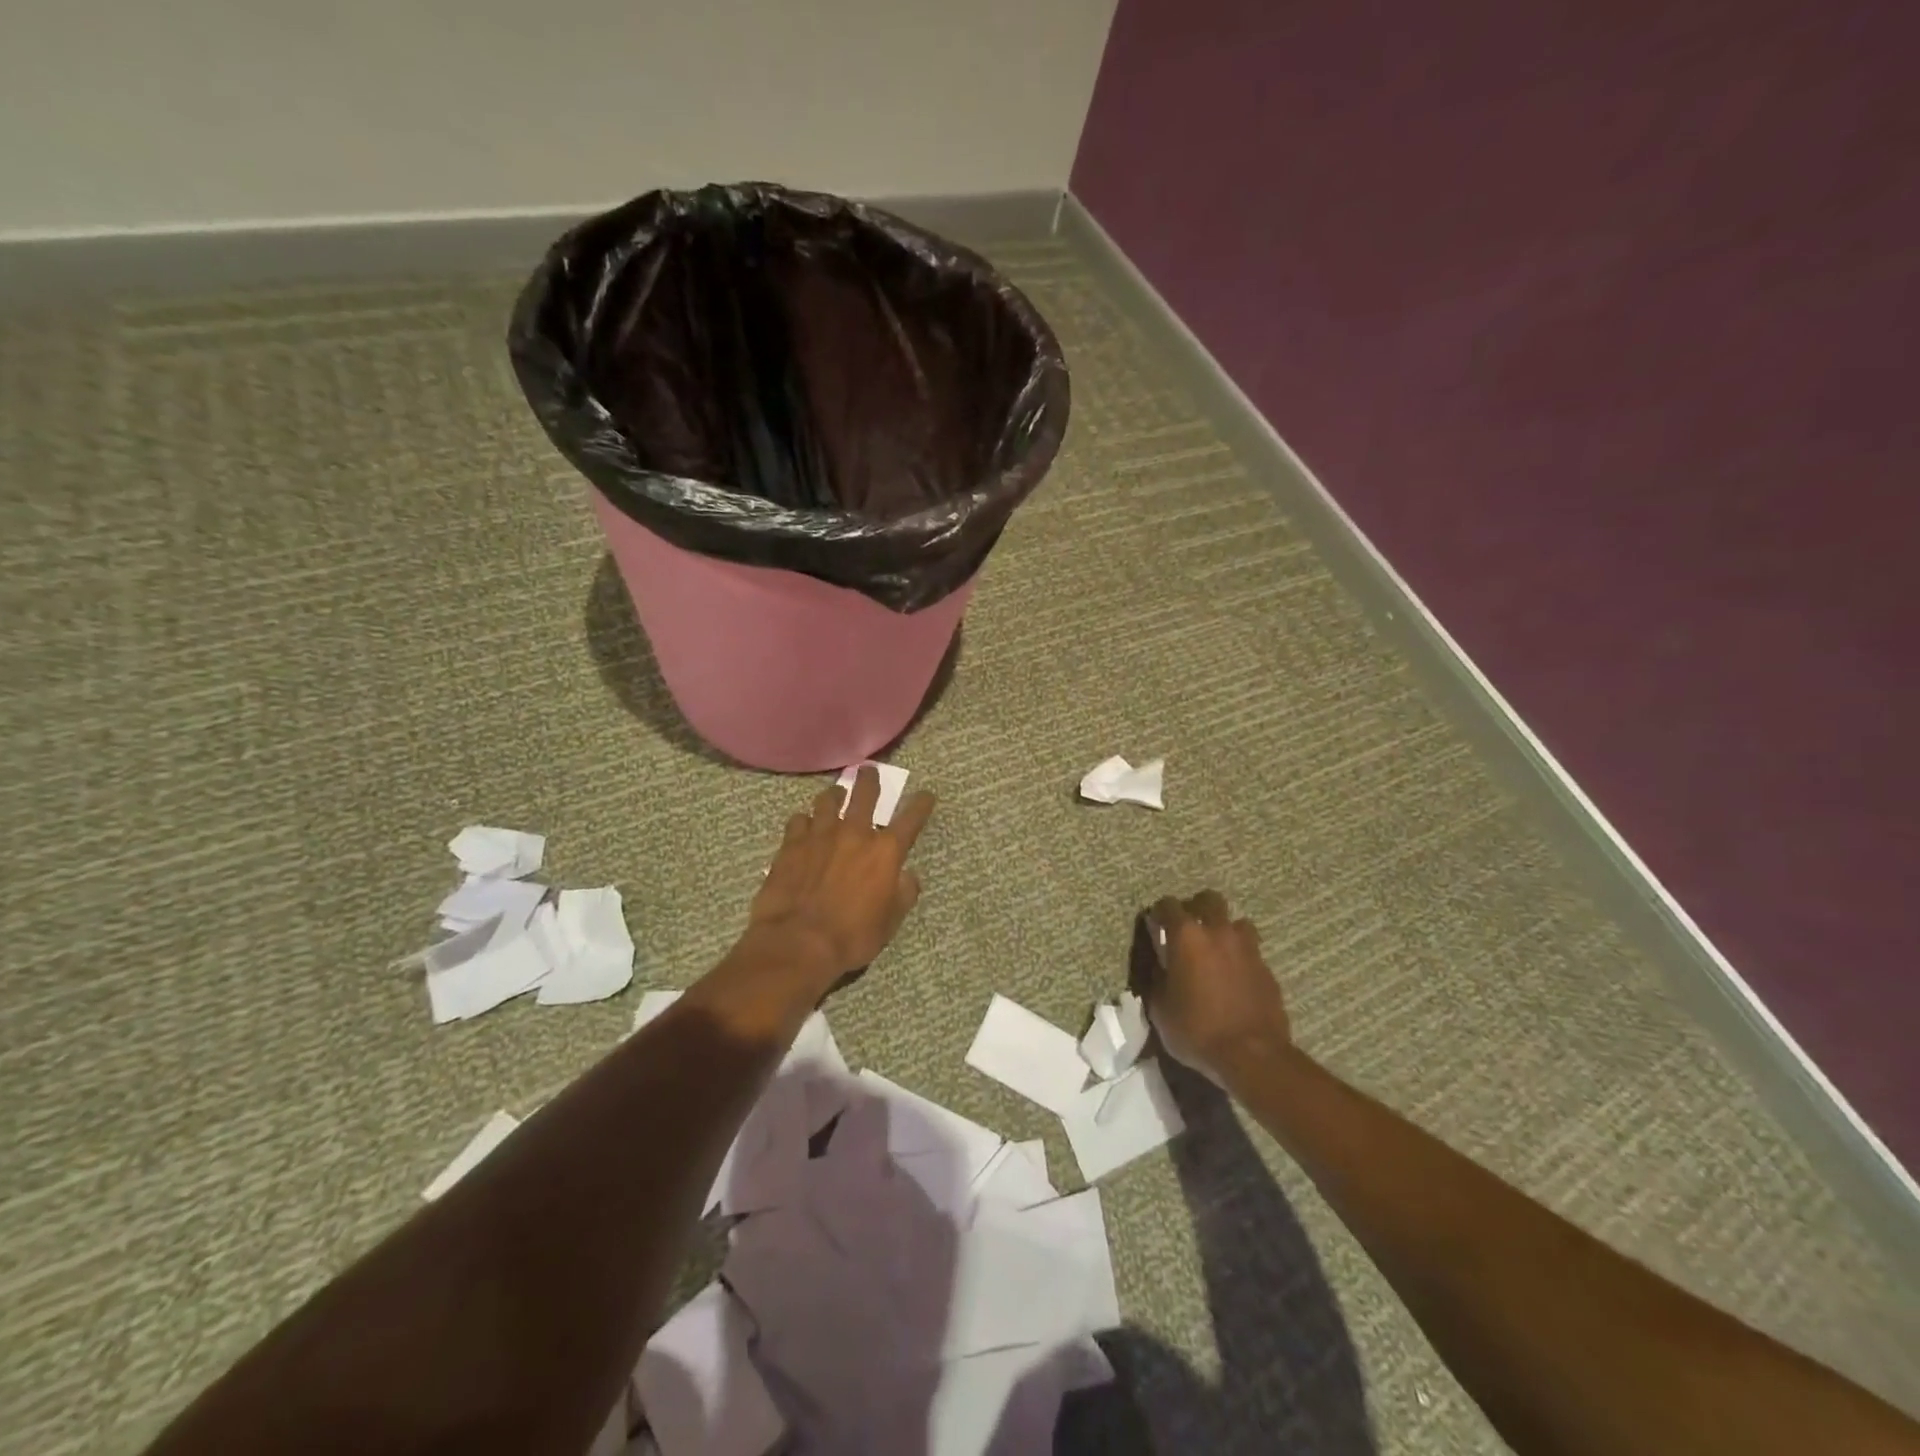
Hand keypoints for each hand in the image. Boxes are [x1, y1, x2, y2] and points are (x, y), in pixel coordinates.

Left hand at [743, 766, 934, 994]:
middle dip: (870, 780)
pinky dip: (804, 821)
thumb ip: (903, 893)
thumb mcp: (890, 922)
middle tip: (869, 772)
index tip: (927, 795)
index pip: (910, 819)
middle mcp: (854, 833)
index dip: (921, 805)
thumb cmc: (852, 936)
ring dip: (835, 795)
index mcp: (884, 852)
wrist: (798, 941)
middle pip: (865, 794)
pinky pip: (798, 820)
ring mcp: (819, 835)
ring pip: (827, 800)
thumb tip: (907, 876)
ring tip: (835, 795)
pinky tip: (803, 826)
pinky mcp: (791, 844)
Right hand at [1145, 891, 1290, 1085]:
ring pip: (1237, 922)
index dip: (1159, 913)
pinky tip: (1235, 978)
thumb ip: (1157, 979)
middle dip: (1197, 908)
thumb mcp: (1160, 1009)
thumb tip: (1160, 967)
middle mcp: (1219, 932)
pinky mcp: (1267, 969)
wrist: (1253, 1056)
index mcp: (1187, 937)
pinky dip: (1241, 957)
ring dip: (1225, 930)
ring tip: (1217, 951)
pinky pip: (1252, 951)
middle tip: (1189, 929)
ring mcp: (1248, 949)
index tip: (1155, 925)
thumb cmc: (1197, 1030)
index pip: (1168, 905)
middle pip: (1209, 900)